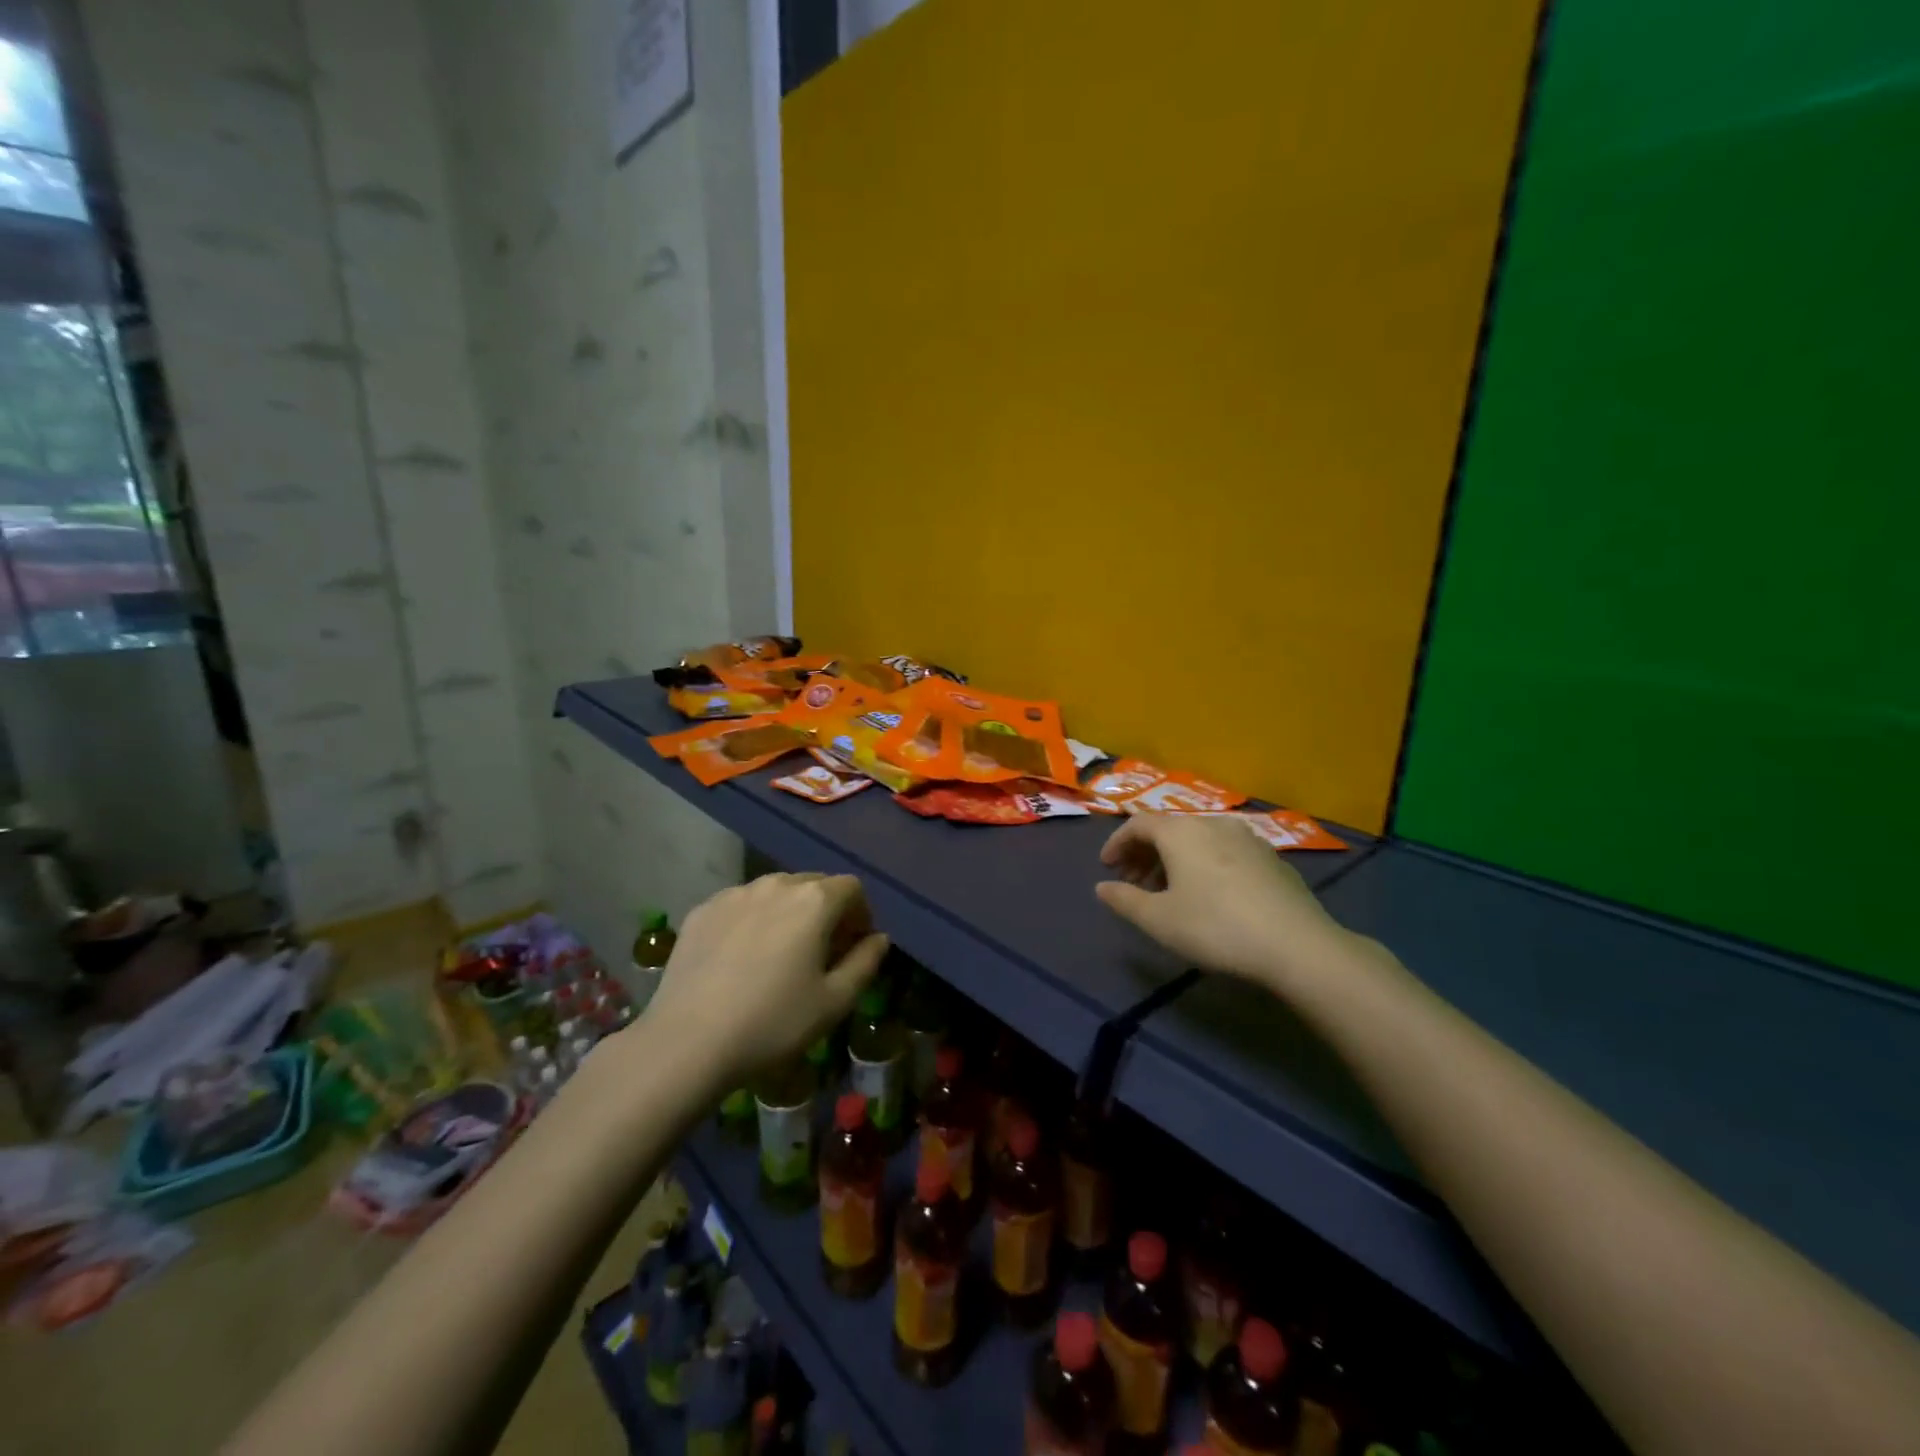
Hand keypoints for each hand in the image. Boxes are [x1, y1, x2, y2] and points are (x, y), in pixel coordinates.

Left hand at [642, 873, 887, 1091]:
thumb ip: (865, 962)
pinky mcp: (702, 909)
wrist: (687, 1042)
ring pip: (776, 891)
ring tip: (780, 953)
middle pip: (814, 884)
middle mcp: (776, 884)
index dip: (860, 914)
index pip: (852, 888)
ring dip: (789, 912)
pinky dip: (753, 919)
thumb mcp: (834, 1002)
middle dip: (827, 910)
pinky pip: (741, 904)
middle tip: (821, 952)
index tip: (853, 947)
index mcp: (814, 901)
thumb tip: (879, 938)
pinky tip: (741, 958)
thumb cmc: (773, 1023)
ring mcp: (734, 893)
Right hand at [1095, 815, 1348, 989]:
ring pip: (1198, 839)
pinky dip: (1204, 864)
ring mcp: (1247, 838)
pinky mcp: (1271, 858)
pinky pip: (1225, 851)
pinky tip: (1210, 894)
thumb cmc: (1215, 927)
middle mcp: (1212, 824)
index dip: (1117, 843)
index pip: (1138, 824)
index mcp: (1181, 832)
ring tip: (1169, 891)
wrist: (1297, 945)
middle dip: (1145, 853)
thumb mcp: (1159, 920)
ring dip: (1175, 859)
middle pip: (1169, 829)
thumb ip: (1125, 900)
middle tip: (1134, 881)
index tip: (1107, 867)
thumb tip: (1101, 887)